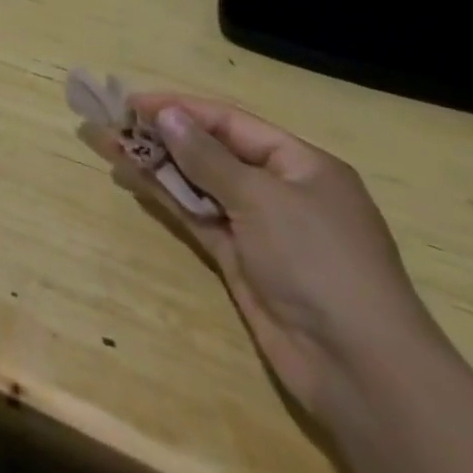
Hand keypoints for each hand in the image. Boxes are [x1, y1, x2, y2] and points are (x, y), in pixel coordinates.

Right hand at [105, 94, 445, 422]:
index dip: (181, 109)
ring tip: (110, 145)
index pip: (231, 122)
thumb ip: (207, 156)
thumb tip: (167, 114)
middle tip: (114, 122)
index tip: (133, 103)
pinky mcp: (242, 260)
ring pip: (200, 183)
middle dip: (165, 135)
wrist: (361, 370)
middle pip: (213, 151)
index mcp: (301, 165)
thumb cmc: (318, 262)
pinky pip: (198, 216)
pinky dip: (167, 197)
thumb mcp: (262, 198)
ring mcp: (261, 228)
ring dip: (158, 164)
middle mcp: (281, 190)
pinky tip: (133, 179)